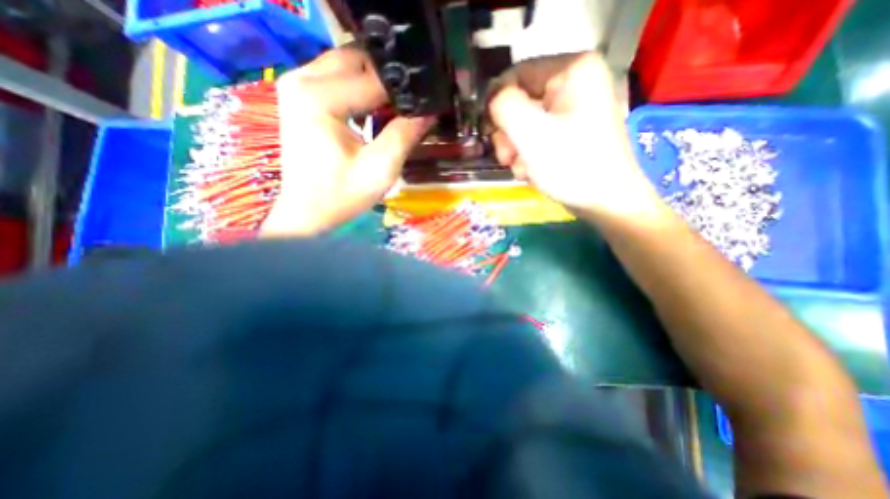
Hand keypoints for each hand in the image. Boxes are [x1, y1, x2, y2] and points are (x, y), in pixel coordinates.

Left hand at [261, 48, 434, 236]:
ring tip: (396, 110)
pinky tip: (374, 111)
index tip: (426, 104)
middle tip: (410, 106)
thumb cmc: (342, 195)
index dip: (405, 92)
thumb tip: (429, 111)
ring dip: (374, 84)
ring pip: (348, 65)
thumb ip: (404, 135)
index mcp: (319, 97)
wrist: (307, 212)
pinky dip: (360, 90)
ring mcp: (297, 85)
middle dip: (389, 81)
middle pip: (358, 60)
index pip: (374, 79)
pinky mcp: (301, 97)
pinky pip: (337, 78)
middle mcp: (302, 80)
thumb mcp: (380, 169)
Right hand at [487, 50, 659, 220]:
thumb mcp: (530, 133)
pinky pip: (537, 136)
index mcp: (572, 70)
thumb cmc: (571, 165)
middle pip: (520, 101)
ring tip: (522, 168)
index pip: (516, 74)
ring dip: (516, 148)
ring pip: (525, 123)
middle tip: (507, 157)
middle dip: (508, 133)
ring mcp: (573, 109)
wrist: (605, 201)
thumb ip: (504, 106)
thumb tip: (493, 100)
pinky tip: (531, 171)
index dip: (496, 103)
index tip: (489, 132)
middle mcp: (575, 83)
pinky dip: (529, 154)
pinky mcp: (570, 131)